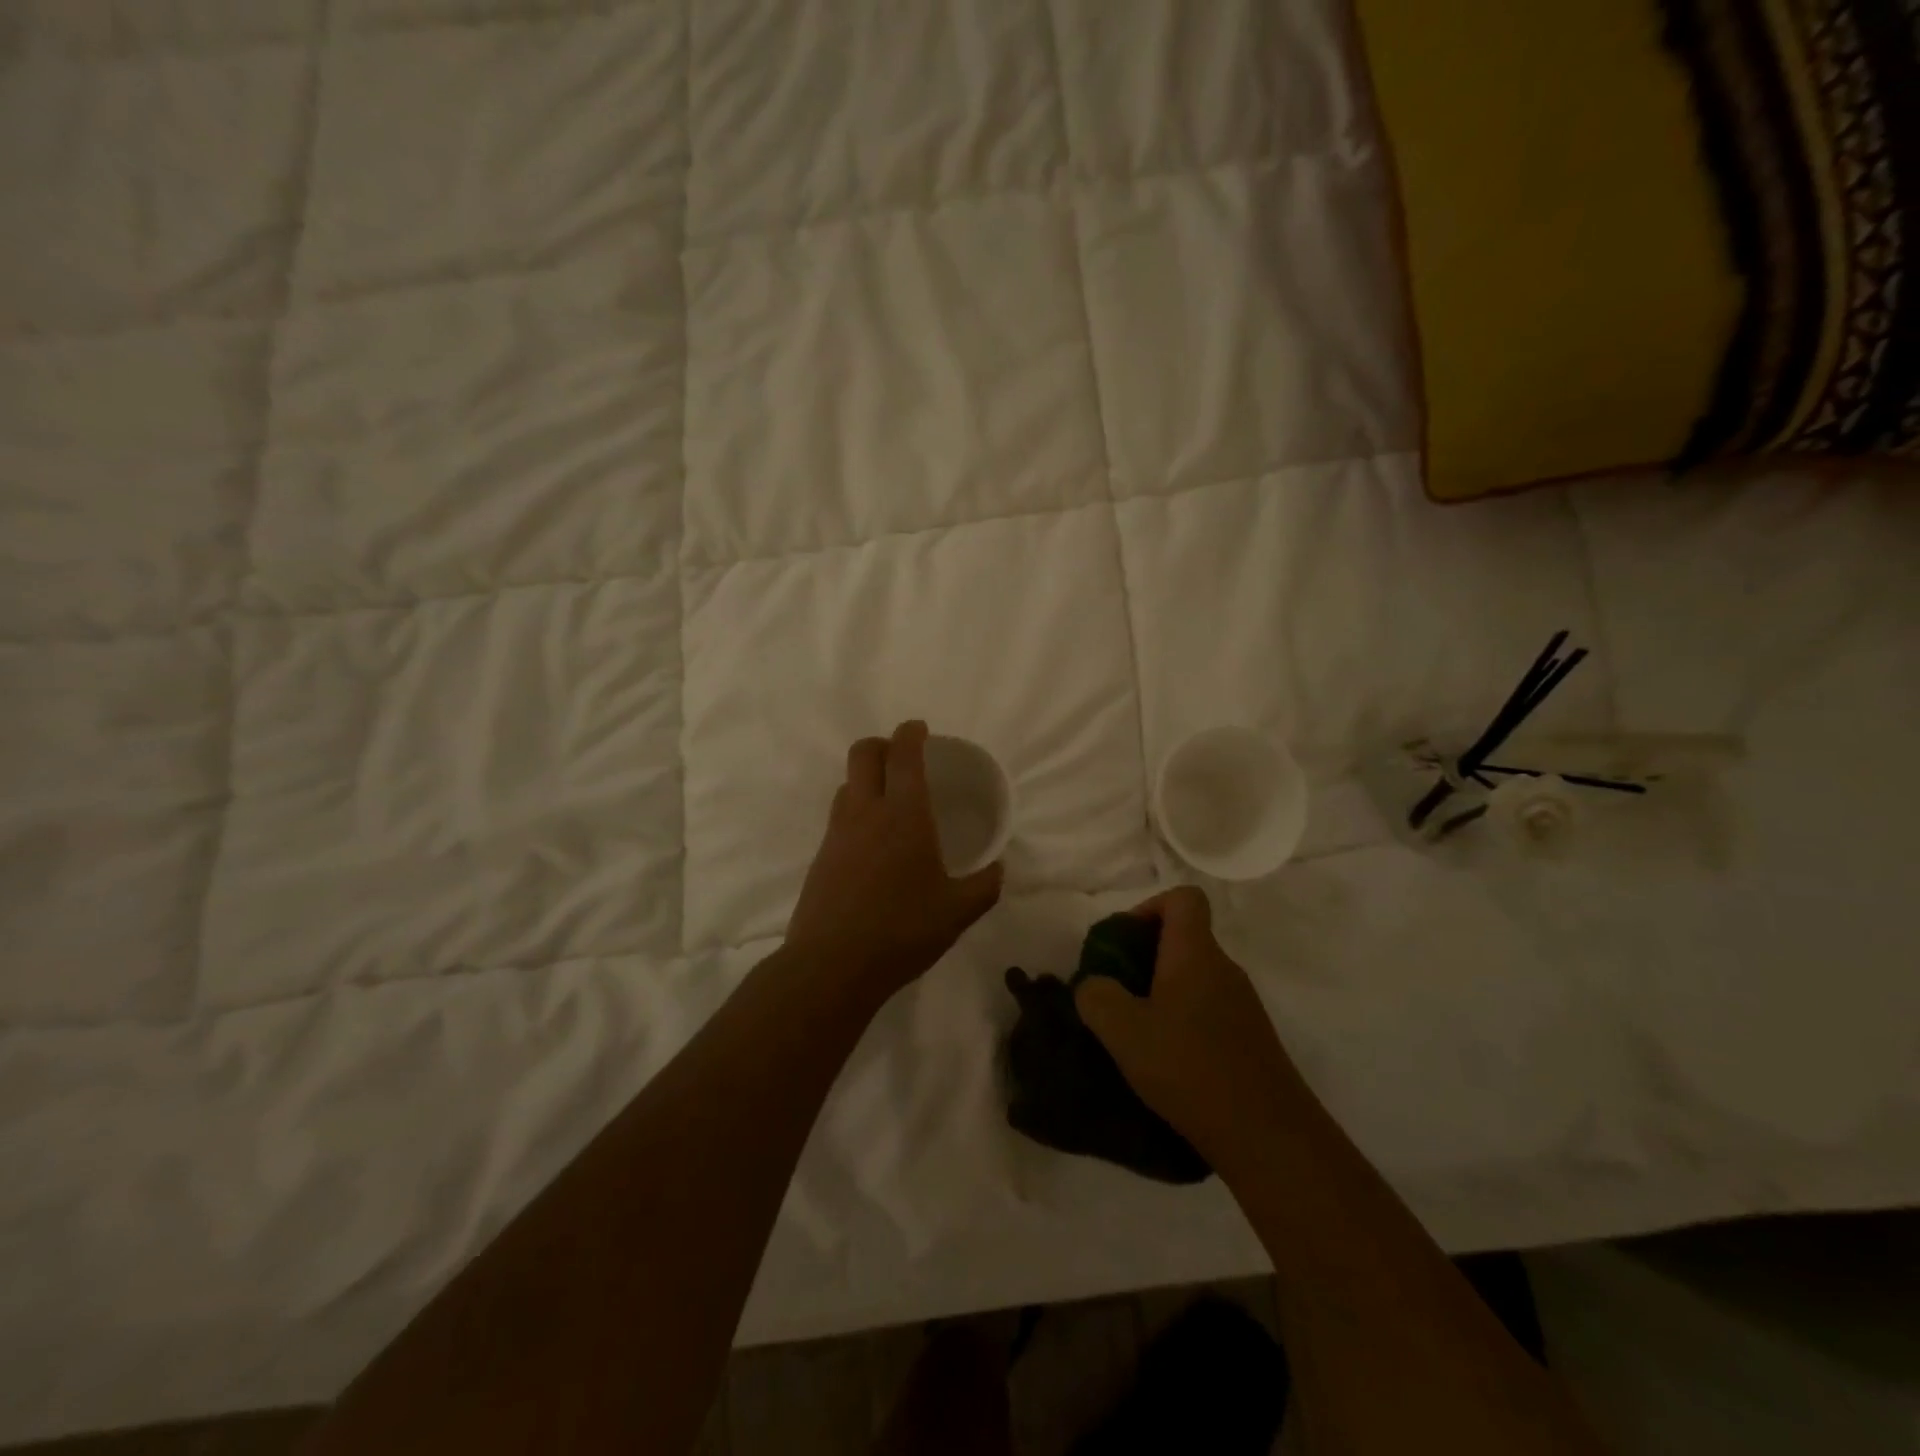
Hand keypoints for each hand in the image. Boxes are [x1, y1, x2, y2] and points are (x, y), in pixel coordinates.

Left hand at [786, 721, 1003, 998]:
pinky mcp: (820, 856)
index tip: (920, 729)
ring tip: (888, 800)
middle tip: (902, 757)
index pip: (903, 755)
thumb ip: (984, 886)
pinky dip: (855, 810)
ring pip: (846, 784)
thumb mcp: (957, 912)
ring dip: (866, 778)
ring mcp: (837, 833)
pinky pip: (838, 816)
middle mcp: (865, 812)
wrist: (832, 966)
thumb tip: (999, 869)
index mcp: (903, 815)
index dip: (910, 733)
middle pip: (863, 753)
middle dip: (882, 744)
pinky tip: (872, 843)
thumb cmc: (902, 931)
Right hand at [1075, 887, 1296, 1170]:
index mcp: (1196, 954)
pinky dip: (1182, 1022)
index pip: (1183, 898)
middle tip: (1116, 994)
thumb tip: (1094, 985)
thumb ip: (1097, 997)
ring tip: (1135, 1034)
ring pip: (1194, 978)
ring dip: (1161, 994)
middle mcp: (1224, 969)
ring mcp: (1243, 1005)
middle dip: (1144, 958)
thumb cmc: (1191, 1069)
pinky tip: (1166, 1062)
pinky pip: (1208, 1011)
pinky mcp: (1250, 1040)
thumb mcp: (1124, 1032)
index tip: (1123, 943)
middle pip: (1184, 939)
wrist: (1269, 1137)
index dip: (1149, 907)